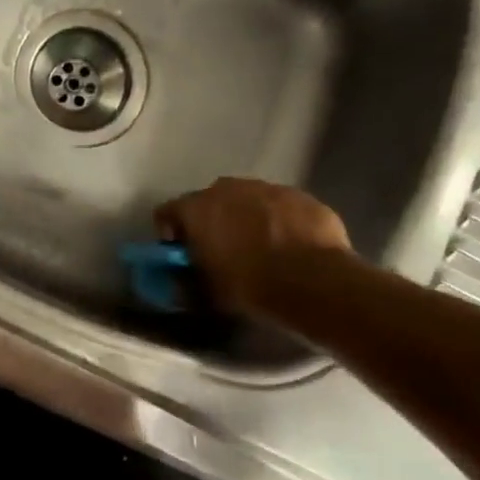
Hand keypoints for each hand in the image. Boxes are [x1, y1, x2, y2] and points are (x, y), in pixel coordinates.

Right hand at [155, 178, 351, 316]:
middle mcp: (227, 188)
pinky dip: (279, 220)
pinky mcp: (300, 196)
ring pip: (247, 199)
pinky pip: (280, 206)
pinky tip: (289, 245)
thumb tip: (180, 281)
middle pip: (208, 201)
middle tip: (220, 250)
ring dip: (246, 217)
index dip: (170, 233)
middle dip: (211, 221)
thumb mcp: (208, 291)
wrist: (313, 281)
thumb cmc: (249, 285)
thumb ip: (188, 280)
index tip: (180, 253)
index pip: (166, 212)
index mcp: (196, 208)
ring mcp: (267, 187)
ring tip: (259, 247)